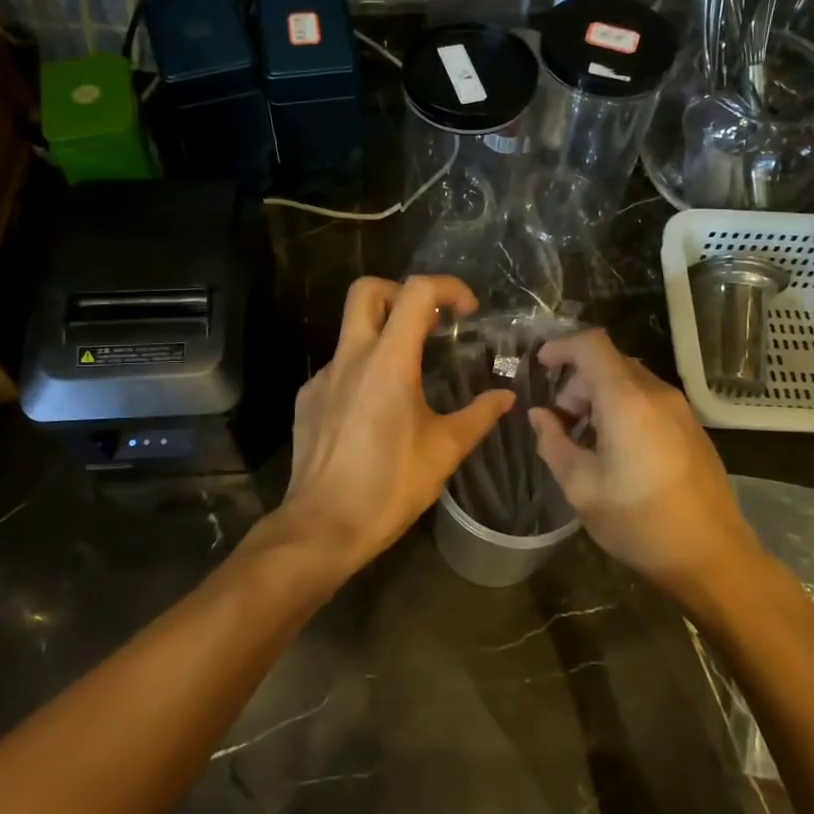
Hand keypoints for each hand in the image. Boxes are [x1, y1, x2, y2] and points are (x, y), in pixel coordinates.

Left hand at [269, 275, 513, 584]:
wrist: (322, 526)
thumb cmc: (390, 486)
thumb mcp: (444, 451)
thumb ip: (479, 416)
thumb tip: (505, 397)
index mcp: (389, 361)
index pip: (416, 292)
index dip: (447, 288)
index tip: (467, 311)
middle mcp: (350, 357)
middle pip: (367, 290)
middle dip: (400, 292)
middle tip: (426, 322)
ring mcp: (323, 377)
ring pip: (350, 331)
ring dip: (382, 335)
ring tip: (408, 375)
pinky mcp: (307, 399)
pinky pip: (338, 368)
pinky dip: (362, 372)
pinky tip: (375, 411)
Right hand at [527, 330, 756, 604]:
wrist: (713, 556)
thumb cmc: (640, 523)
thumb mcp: (581, 487)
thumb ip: (553, 443)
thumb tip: (540, 416)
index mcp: (627, 400)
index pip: (591, 345)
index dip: (561, 347)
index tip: (540, 366)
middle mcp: (657, 393)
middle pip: (610, 361)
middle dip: (577, 381)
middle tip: (561, 420)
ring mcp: (680, 409)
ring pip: (631, 380)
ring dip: (600, 395)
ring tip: (585, 438)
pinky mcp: (692, 427)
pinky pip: (649, 399)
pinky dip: (623, 407)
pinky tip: (616, 448)